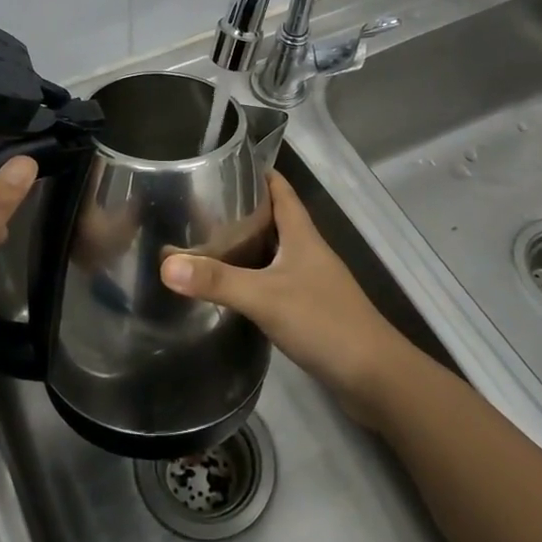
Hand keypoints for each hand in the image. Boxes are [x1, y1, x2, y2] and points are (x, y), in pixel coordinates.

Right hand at [163, 170, 410, 422]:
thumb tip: (165, 265)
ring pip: (273, 251)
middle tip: (199, 206)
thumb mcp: (265, 297)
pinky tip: (230, 288)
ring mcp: (311, 281)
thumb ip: (217, 281)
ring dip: (245, 245)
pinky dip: (252, 277)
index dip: (255, 173)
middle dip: (241, 209)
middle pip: (274, 218)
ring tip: (205, 242)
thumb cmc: (324, 322)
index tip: (221, 164)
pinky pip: (275, 281)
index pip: (280, 189)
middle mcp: (307, 251)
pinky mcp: (310, 309)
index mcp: (302, 235)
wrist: (375, 377)